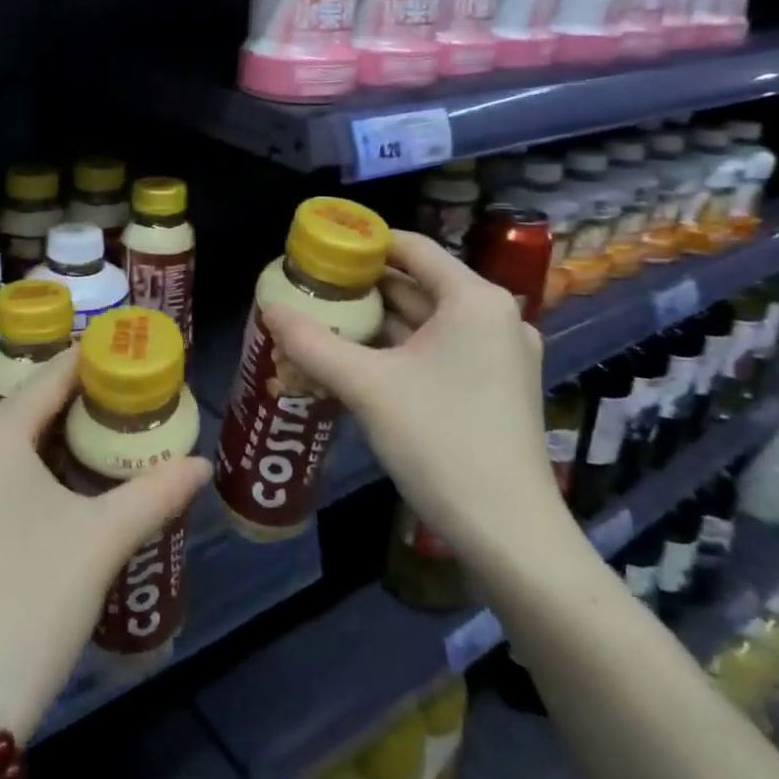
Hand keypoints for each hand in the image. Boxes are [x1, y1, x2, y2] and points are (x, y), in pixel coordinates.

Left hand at [0, 351, 211, 740]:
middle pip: (27, 405)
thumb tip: (201, 464)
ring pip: (6, 441)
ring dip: (52, 433)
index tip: (129, 351)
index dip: (92, 359)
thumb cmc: (35, 602)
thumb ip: (156, 492)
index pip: (51, 377)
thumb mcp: (103, 540)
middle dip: (77, 399)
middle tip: (128, 396)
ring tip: (104, 431)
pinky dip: (26, 464)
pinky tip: (60, 479)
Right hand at [262, 231, 565, 571]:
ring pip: (427, 322)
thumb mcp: (366, 387)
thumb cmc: (440, 442)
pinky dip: (400, 350)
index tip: (321, 250)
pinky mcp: (496, 388)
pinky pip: (439, 351)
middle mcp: (494, 318)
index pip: (413, 247)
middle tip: (312, 288)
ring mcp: (500, 355)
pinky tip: (358, 360)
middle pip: (419, 283)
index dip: (365, 243)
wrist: (509, 535)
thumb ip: (313, 342)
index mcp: (473, 300)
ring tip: (325, 320)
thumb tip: (268, 308)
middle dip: (364, 287)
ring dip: (379, 321)